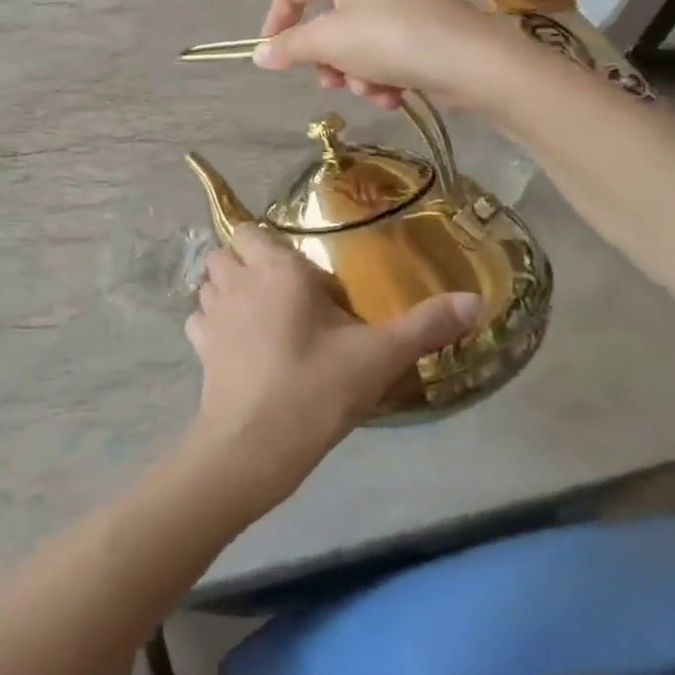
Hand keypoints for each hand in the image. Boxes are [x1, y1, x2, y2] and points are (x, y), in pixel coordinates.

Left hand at [184, 224, 480, 509]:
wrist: (255, 445)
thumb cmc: (316, 388)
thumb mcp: (378, 356)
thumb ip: (425, 325)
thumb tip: (476, 300)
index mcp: (275, 269)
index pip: (250, 229)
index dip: (268, 243)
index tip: (298, 271)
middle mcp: (236, 281)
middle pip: (225, 251)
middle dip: (245, 262)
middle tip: (279, 291)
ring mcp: (211, 314)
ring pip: (207, 283)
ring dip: (226, 289)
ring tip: (257, 314)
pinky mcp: (198, 348)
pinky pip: (198, 320)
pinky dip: (211, 323)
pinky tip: (237, 344)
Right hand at [253, 0, 506, 110]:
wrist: (471, 60)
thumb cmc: (389, 38)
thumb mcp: (328, 42)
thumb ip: (289, 46)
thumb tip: (258, 54)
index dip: (275, 21)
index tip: (270, 55)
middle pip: (325, 18)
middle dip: (326, 57)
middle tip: (329, 80)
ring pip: (353, 39)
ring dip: (355, 72)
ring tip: (372, 90)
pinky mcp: (420, 22)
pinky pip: (382, 47)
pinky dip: (381, 73)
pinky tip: (393, 93)